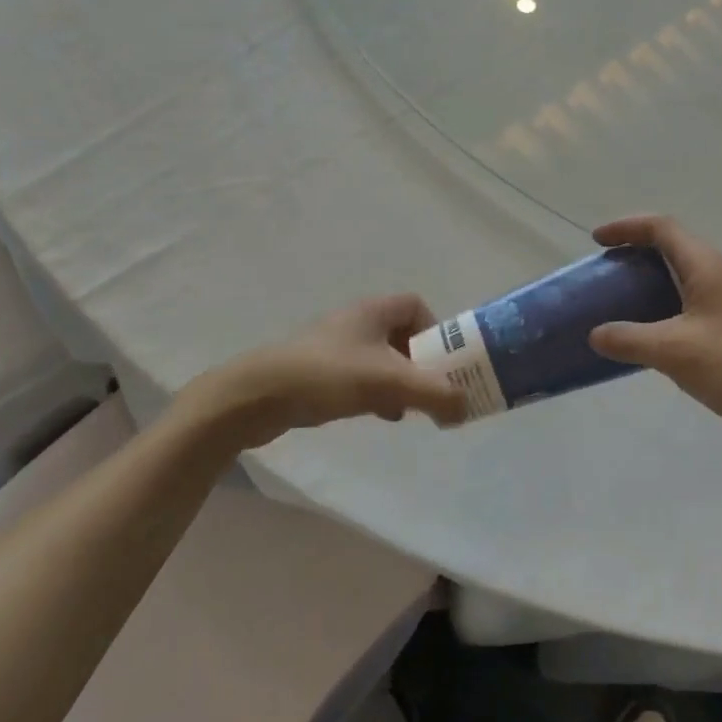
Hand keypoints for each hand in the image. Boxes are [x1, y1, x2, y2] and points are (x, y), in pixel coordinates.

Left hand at [181, 295, 466, 449]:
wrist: (256, 396)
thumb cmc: (327, 376)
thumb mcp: (389, 383)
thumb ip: (434, 394)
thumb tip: (465, 408)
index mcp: (373, 311)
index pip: (416, 305)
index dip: (436, 330)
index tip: (442, 362)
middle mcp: (355, 322)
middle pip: (402, 335)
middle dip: (420, 363)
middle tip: (430, 390)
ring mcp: (334, 347)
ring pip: (381, 359)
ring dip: (398, 381)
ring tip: (405, 408)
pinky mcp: (318, 371)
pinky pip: (360, 376)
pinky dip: (375, 393)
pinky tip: (375, 416)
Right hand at [588, 216, 721, 451]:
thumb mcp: (675, 352)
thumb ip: (629, 339)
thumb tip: (595, 334)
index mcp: (706, 267)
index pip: (661, 228)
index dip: (626, 227)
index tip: (597, 240)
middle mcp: (720, 275)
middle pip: (673, 248)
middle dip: (636, 254)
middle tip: (606, 274)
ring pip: (684, 278)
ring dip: (652, 283)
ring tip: (622, 304)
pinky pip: (693, 305)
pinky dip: (667, 309)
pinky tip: (655, 339)